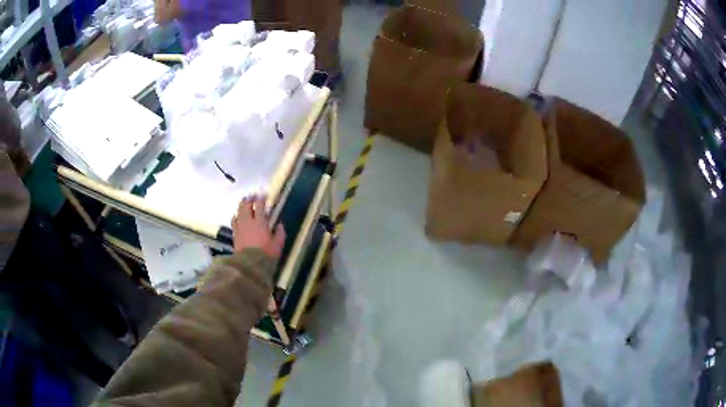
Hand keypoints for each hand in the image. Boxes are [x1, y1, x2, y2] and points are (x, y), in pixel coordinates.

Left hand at [231, 195, 285, 258]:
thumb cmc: (266, 254)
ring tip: (245, 203)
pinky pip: (234, 220)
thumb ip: (279, 233)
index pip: (259, 205)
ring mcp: (240, 226)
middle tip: (253, 197)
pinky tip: (238, 216)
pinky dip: (236, 215)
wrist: (250, 264)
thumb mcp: (278, 245)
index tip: (264, 195)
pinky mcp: (235, 233)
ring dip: (242, 205)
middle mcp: (248, 221)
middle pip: (246, 205)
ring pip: (239, 211)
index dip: (261, 198)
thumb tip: (280, 225)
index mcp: (260, 222)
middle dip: (250, 199)